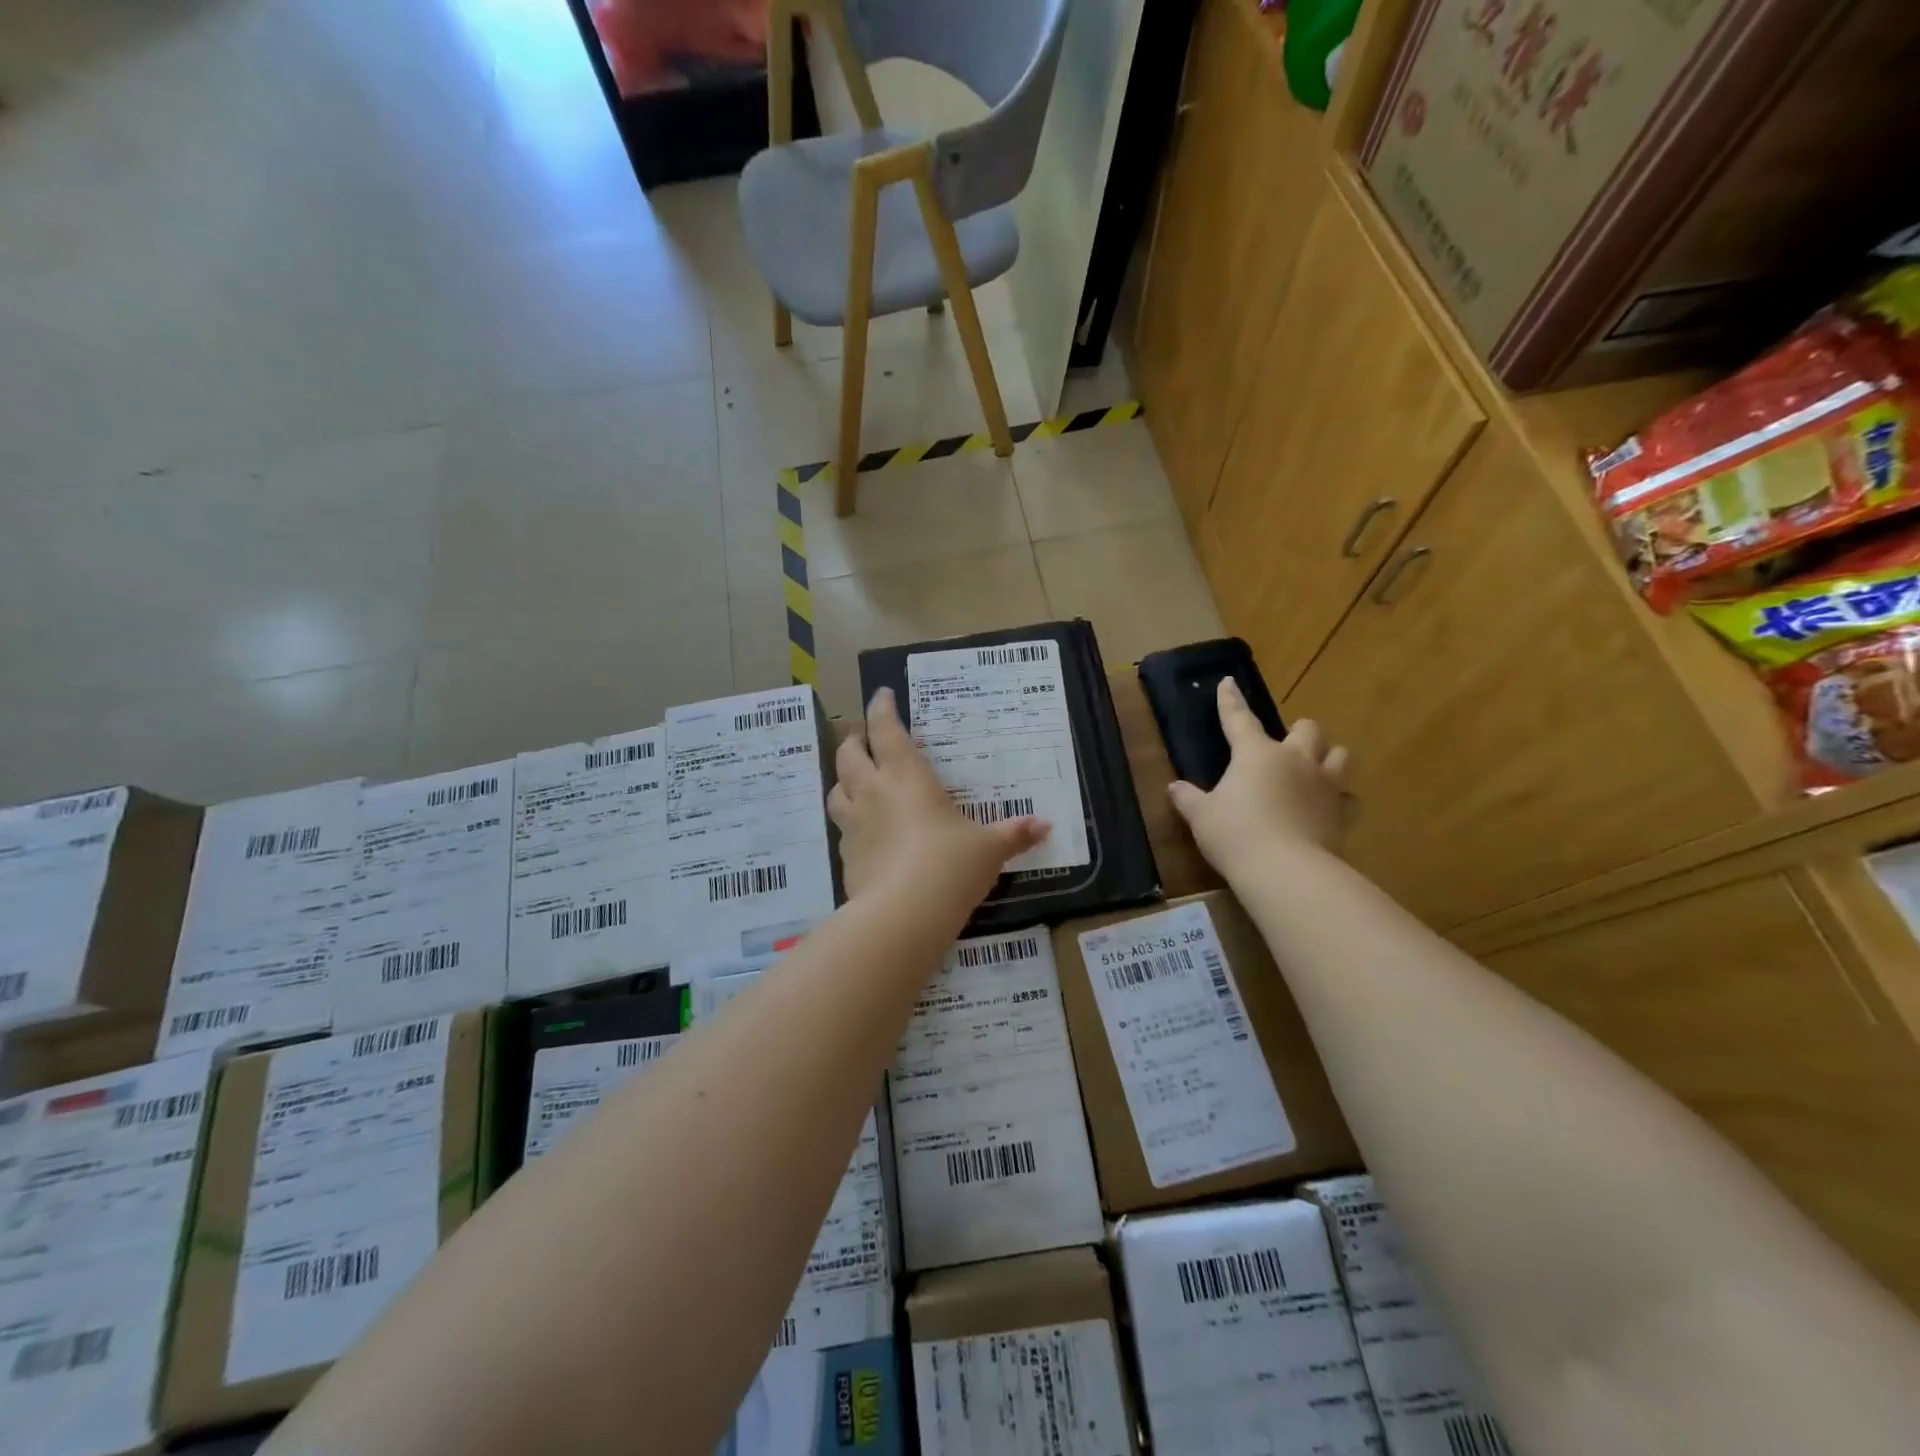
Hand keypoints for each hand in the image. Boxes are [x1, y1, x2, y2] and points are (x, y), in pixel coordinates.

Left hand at [828, 687, 1049, 901]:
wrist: (903, 915)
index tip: (882, 695)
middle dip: (854, 742)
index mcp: (906, 776)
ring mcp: (854, 825)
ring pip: (835, 790)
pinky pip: (842, 829)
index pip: (886, 730)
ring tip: (855, 782)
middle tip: (864, 739)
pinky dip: (850, 822)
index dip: (882, 708)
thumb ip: (1014, 834)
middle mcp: (873, 792)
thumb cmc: (950, 865)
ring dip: (843, 780)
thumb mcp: (989, 849)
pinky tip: (864, 833)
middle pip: (849, 755)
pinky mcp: (846, 857)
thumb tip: (1046, 826)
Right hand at [1168, 678, 1352, 870]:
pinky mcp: (1344, 813)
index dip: (1230, 701)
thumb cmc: (1235, 834)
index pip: (1239, 718)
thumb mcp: (1202, 817)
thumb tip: (1175, 787)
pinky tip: (1329, 810)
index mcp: (1256, 754)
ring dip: (1330, 758)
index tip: (1227, 682)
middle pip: (1308, 729)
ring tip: (1317, 771)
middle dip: (1299, 732)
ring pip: (1341, 755)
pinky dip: (1341, 800)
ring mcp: (1325, 785)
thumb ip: (1189, 799)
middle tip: (1286, 747)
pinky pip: (1350, 798)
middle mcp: (1295, 760)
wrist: (1285, 870)